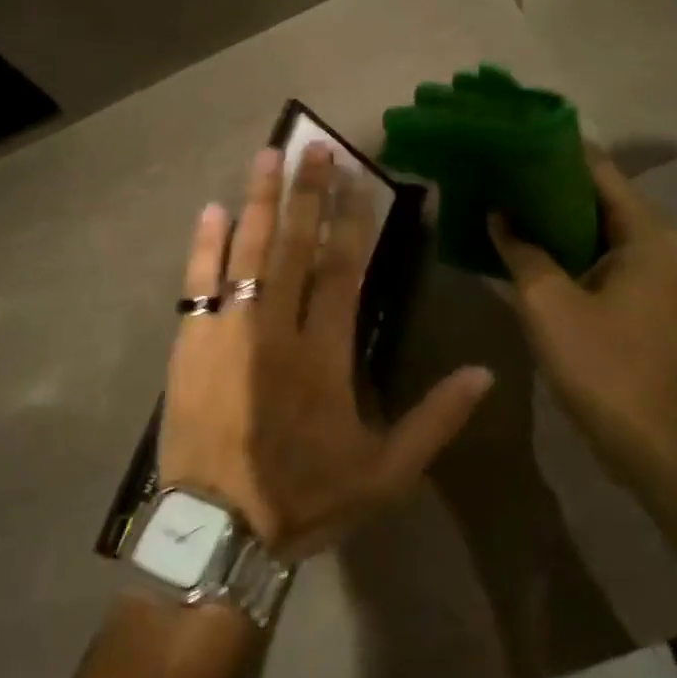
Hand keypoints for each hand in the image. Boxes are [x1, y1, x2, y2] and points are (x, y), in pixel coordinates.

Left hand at [160, 144, 494, 558]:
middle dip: (306, 193)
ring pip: (247, 252)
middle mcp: (278, 328)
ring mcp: (229, 331)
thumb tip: (485, 373)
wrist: (219, 531)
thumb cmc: (304, 498)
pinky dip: (204, 246)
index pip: (343, 269)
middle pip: (295, 246)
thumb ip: (435, 421)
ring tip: (267, 155)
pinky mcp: (191, 343)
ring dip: (258, 201)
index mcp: (326, 353)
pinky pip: (197, 283)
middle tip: (313, 146)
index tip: (357, 178)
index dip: (351, 220)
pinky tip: (210, 210)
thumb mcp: (385, 474)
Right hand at [487, 151, 676, 476]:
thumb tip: (497, 212)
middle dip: (541, 178)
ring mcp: (639, 269)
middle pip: (591, 190)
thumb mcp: (548, 302)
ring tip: (495, 195)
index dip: (548, 147)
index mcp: (641, 229)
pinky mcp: (627, 295)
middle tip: (492, 166)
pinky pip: (587, 252)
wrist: (651, 441)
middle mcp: (647, 239)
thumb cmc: (603, 365)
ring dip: (545, 211)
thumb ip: (520, 249)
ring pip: (587, 222)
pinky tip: (515, 241)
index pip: (593, 165)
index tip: (505, 136)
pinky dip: (554, 242)